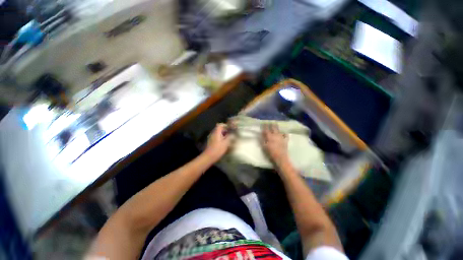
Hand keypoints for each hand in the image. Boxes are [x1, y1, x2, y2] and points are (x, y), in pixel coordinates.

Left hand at [204, 123, 232, 161]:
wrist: (209, 157)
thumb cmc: (218, 149)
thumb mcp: (225, 143)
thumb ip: (229, 137)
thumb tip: (233, 133)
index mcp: (216, 132)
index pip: (220, 125)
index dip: (225, 125)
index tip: (230, 128)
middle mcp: (213, 133)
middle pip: (219, 129)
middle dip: (225, 130)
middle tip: (231, 133)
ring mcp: (211, 137)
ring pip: (218, 133)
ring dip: (223, 134)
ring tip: (229, 138)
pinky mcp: (211, 141)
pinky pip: (217, 137)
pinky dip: (221, 137)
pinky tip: (224, 142)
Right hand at [262, 124, 288, 165]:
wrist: (280, 157)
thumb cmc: (271, 153)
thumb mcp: (264, 147)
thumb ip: (262, 140)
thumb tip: (261, 134)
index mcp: (269, 137)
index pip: (266, 130)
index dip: (265, 126)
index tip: (264, 122)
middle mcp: (275, 135)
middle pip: (274, 128)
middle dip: (272, 124)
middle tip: (271, 121)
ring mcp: (281, 137)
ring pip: (279, 130)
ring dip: (277, 127)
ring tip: (276, 124)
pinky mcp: (285, 140)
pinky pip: (286, 135)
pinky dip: (285, 133)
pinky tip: (284, 132)